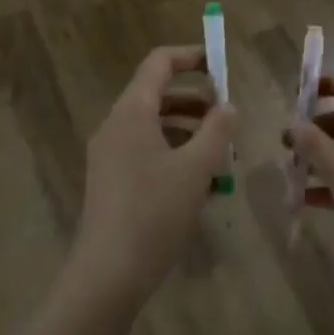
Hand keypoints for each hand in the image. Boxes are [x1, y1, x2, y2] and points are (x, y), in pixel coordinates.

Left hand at [72, 46, 235, 307]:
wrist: (106, 277)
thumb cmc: (153, 212)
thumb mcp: (196, 168)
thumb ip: (217, 130)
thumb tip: (228, 107)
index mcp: (132, 112)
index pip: (159, 62)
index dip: (191, 57)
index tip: (221, 66)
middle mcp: (116, 126)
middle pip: (157, 94)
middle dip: (196, 100)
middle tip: (227, 117)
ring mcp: (109, 155)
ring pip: (154, 126)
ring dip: (188, 131)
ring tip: (221, 154)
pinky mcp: (111, 183)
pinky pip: (146, 152)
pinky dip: (174, 154)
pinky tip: (201, 185)